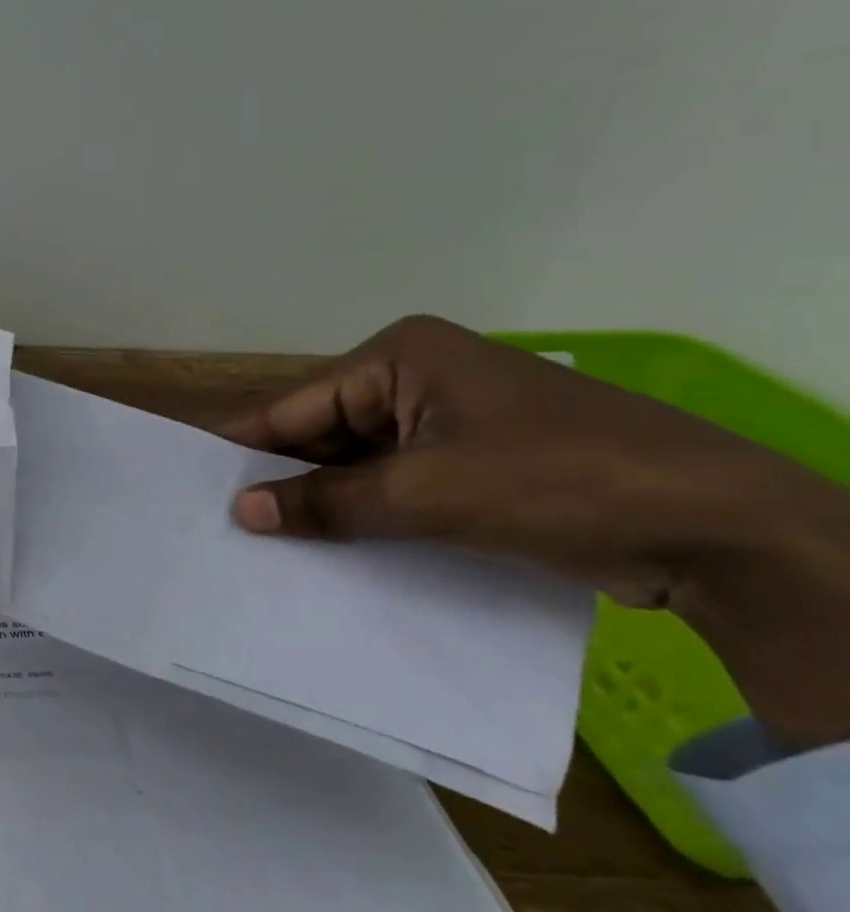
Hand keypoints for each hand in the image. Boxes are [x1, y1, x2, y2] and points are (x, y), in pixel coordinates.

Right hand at [221, 315, 849, 747]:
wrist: (719, 528)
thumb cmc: (559, 481)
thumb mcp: (426, 492)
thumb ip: (326, 501)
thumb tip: (241, 512)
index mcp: (400, 358)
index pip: (295, 407)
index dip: (245, 452)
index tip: (191, 492)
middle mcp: (415, 380)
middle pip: (321, 435)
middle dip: (282, 483)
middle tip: (220, 531)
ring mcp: (444, 424)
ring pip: (354, 466)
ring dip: (322, 505)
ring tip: (260, 550)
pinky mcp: (468, 465)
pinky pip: (391, 488)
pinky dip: (362, 518)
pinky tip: (323, 553)